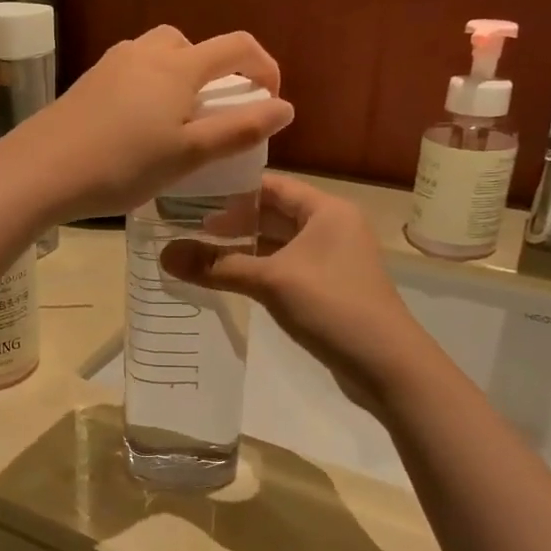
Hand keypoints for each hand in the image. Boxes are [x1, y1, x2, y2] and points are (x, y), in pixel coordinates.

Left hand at [1, 27, 293, 223]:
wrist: (40, 170)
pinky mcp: (86, 82)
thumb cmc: (123, 165)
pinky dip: (148, 87)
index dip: (264, 66)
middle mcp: (145, 52)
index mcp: (178, 66)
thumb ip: (239, 130)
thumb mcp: (188, 154)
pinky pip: (130, 71)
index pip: (236, 47)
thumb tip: (285, 108)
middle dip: (215, 69)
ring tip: (175, 121)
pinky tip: (136, 126)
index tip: (270, 99)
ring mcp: (110, 64)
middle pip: (192, 44)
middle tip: (215, 110)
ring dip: (178, 77)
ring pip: (157, 55)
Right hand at [161, 175, 424, 408]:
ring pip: (277, 243)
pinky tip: (228, 278)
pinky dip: (257, 269)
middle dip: (232, 221)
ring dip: (242, 247)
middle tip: (185, 226)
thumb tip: (163, 255)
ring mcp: (331, 259)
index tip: (191, 195)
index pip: (271, 185)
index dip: (231, 189)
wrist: (387, 365)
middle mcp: (332, 227)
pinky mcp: (328, 287)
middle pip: (273, 213)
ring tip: (198, 251)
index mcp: (326, 210)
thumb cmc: (332, 307)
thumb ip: (217, 265)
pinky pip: (284, 267)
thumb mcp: (270, 281)